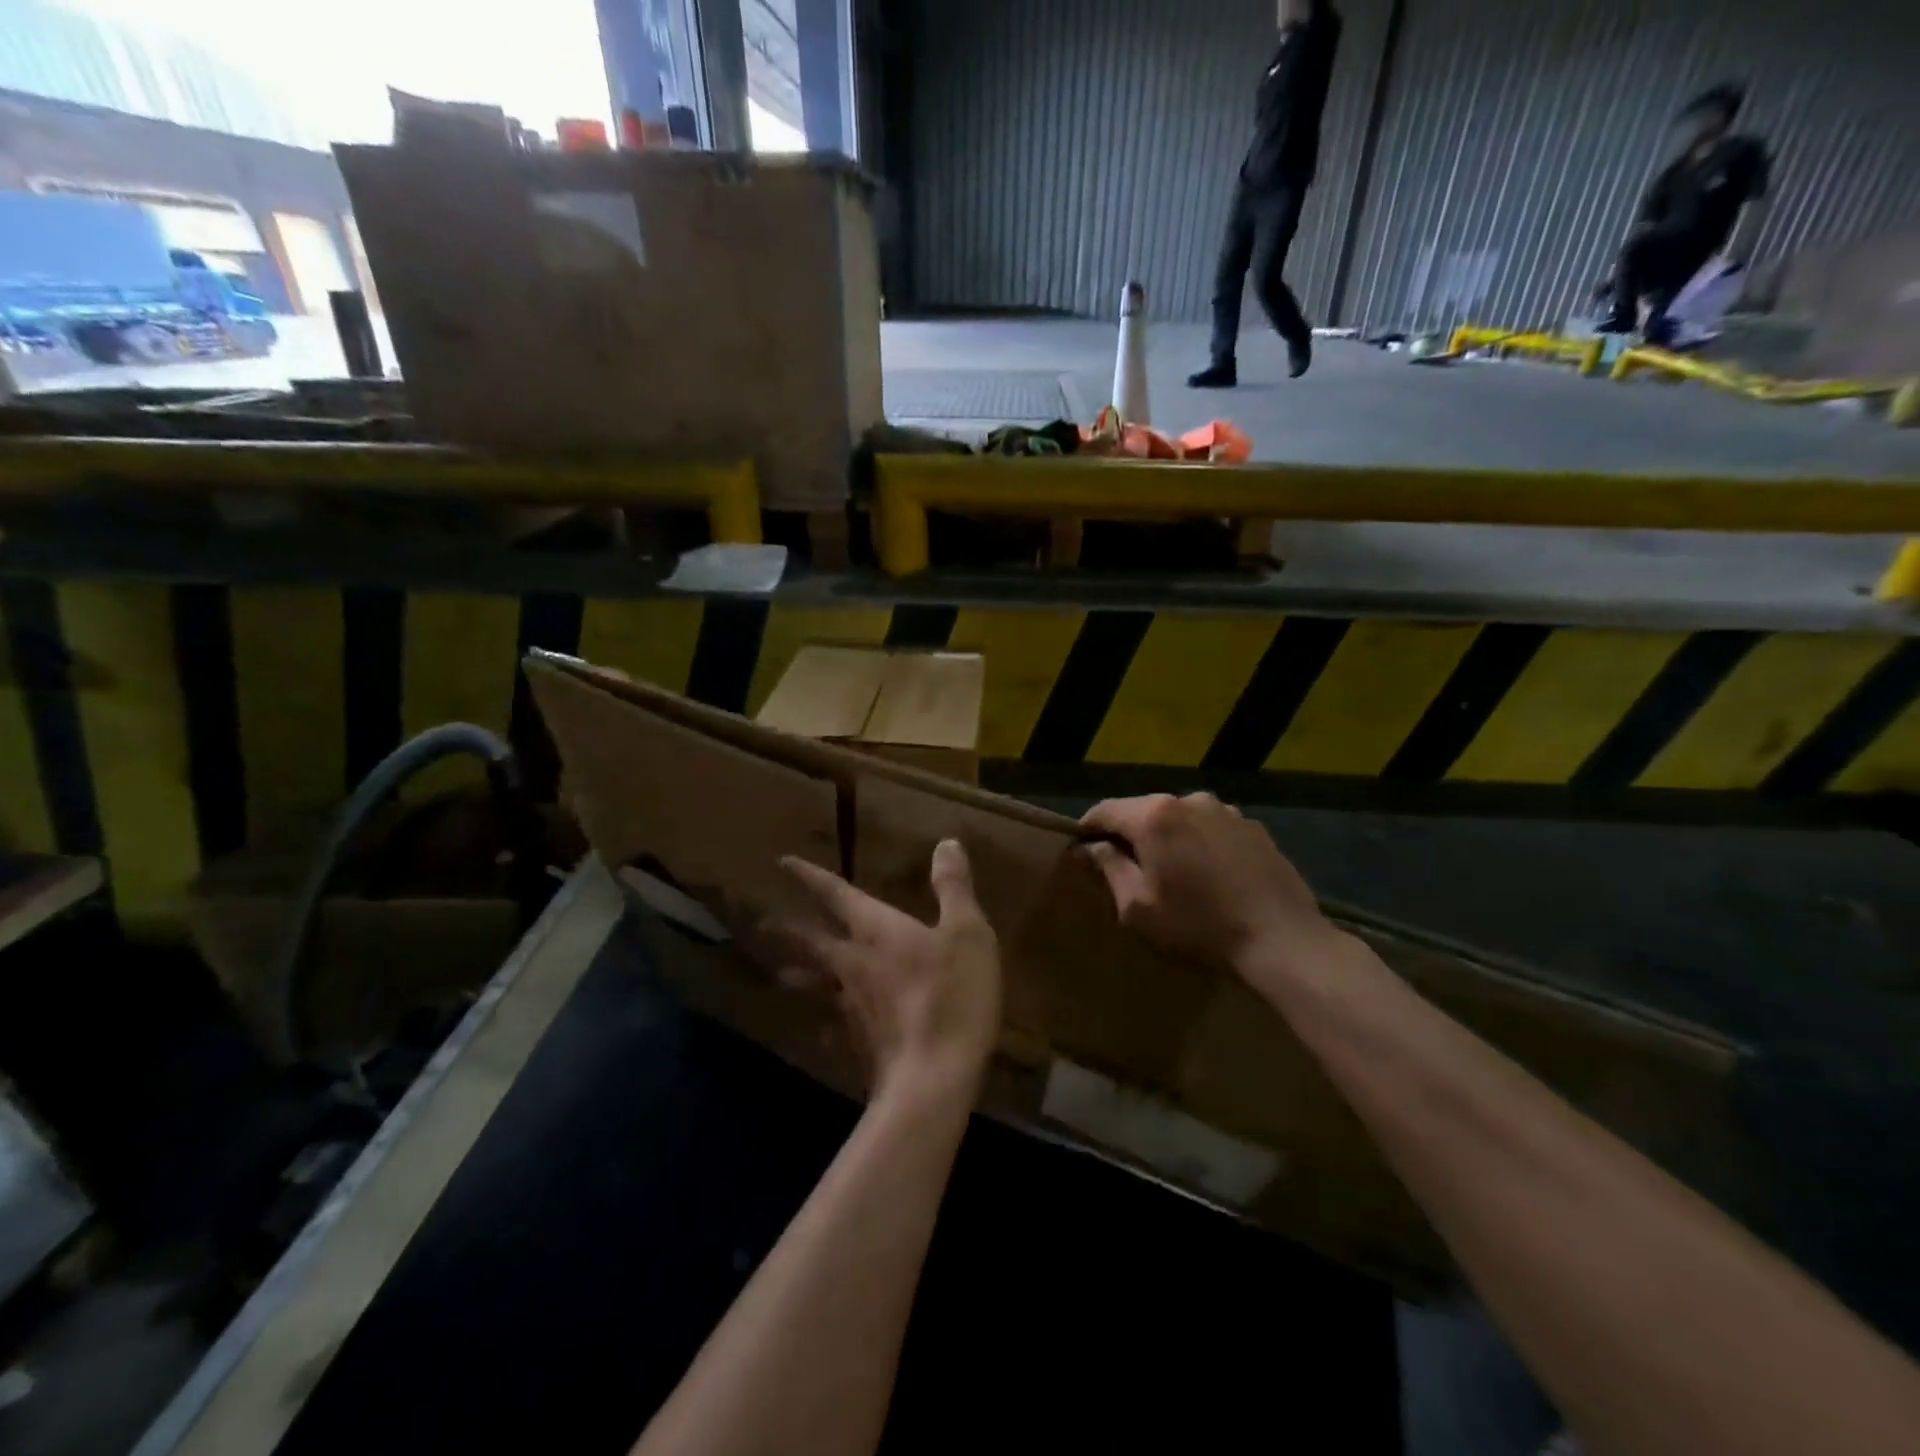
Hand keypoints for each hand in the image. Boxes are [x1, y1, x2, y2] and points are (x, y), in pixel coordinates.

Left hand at [771, 841, 1001, 1103]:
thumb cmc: (952, 995)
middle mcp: (852, 964)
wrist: (932, 1079)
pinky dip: (827, 1022)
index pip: (836, 894)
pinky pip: (834, 1024)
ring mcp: (850, 1007)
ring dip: (798, 974)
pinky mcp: (857, 1043)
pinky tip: (827, 1031)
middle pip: (813, 942)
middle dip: (791, 929)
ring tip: (782, 972)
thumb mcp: (967, 932)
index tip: (783, 863)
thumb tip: (946, 843)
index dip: (810, 876)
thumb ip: (953, 888)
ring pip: (816, 984)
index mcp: (875, 931)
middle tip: (765, 922)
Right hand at [1080, 793, 1338, 983]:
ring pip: (1179, 818)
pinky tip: (1208, 874)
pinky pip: (1211, 828)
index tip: (1080, 850)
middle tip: (1123, 866)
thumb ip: (1110, 868)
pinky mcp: (1253, 827)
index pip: (1105, 810)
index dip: (1087, 829)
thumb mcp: (1138, 907)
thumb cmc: (1199, 926)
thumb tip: (1091, 847)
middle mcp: (1189, 800)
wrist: (1282, 940)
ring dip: (1167, 837)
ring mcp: (1226, 810)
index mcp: (1154, 816)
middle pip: (1143, 810)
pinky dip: (1199, 843)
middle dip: (1129, 833)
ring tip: (1171, 871)